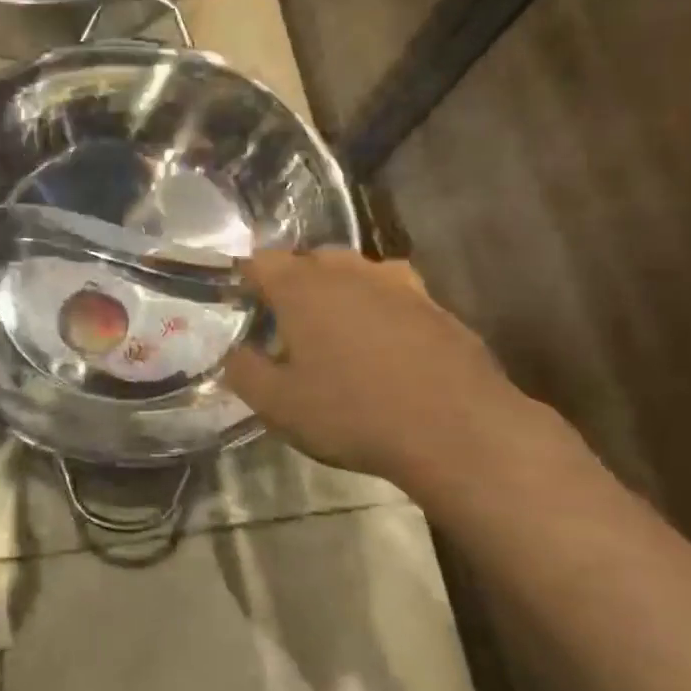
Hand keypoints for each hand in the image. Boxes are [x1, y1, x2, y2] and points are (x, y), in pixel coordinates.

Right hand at [223, 250, 545, 493]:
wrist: (456, 430)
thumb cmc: (352, 413)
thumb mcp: (278, 404)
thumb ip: (244, 372)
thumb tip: (234, 353)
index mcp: (302, 287)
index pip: (261, 262)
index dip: (245, 278)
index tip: (240, 303)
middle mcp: (348, 272)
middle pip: (309, 260)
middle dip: (292, 283)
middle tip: (284, 324)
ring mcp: (398, 284)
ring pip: (355, 273)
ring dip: (338, 291)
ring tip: (334, 330)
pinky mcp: (435, 306)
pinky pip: (393, 295)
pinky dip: (378, 309)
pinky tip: (383, 344)